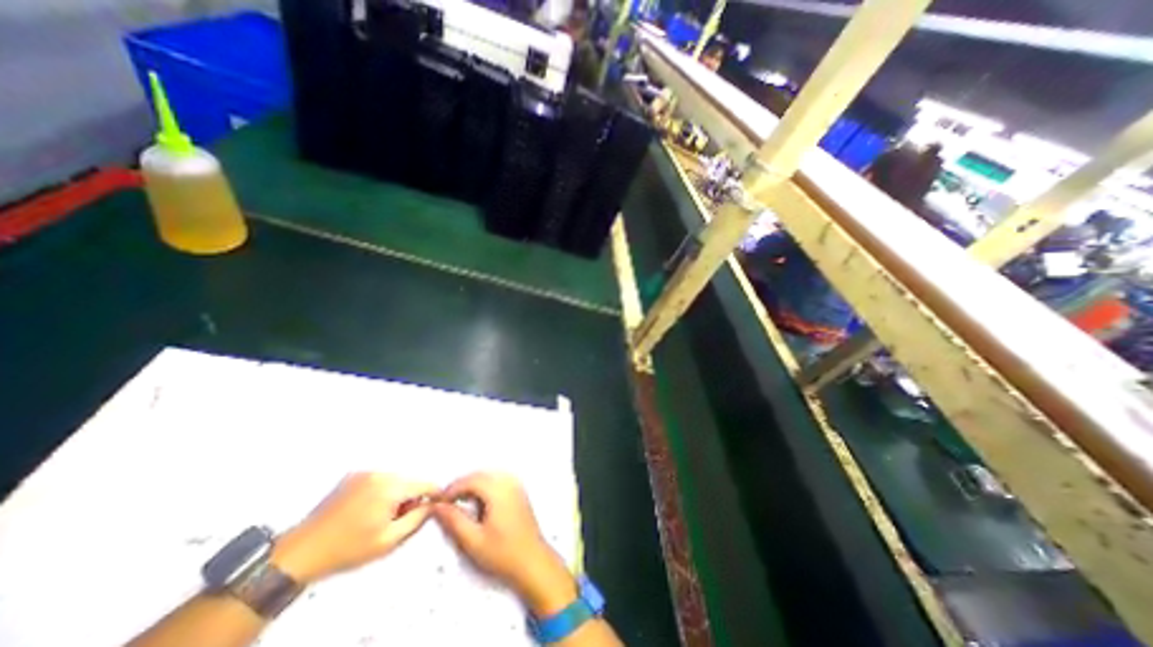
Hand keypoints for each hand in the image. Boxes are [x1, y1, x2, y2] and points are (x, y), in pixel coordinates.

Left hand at [273, 472, 440, 582]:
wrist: (301, 552)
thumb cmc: (347, 549)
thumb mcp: (388, 541)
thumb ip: (417, 519)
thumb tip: (433, 505)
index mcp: (390, 487)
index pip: (424, 484)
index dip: (434, 495)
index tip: (438, 503)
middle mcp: (380, 473)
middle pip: (409, 481)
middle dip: (410, 497)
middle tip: (399, 519)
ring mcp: (365, 472)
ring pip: (394, 479)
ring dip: (396, 493)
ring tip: (380, 516)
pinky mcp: (353, 475)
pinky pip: (378, 479)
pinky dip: (381, 490)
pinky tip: (367, 509)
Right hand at [432, 473, 576, 614]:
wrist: (532, 560)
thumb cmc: (503, 553)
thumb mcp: (473, 540)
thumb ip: (454, 520)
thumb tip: (437, 506)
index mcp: (499, 491)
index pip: (471, 480)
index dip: (453, 488)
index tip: (439, 502)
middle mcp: (509, 482)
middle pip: (480, 475)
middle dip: (461, 486)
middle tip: (446, 504)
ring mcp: (516, 485)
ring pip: (488, 477)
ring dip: (472, 486)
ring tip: (459, 505)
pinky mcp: (518, 491)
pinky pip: (497, 481)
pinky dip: (484, 488)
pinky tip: (477, 504)